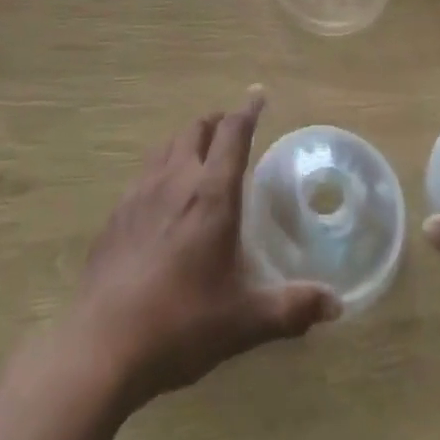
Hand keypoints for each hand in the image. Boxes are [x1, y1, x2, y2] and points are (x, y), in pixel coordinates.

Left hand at [63, 89, 338, 405]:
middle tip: (231, 130)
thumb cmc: (181, 324)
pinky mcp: (117, 211)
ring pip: (167, 145)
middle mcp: (176, 179)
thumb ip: (291, 308)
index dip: (247, 110)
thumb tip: (337, 304)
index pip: (232, 134)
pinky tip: (163, 197)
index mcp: (211, 194)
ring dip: (188, 140)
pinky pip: (145, 171)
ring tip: (199, 156)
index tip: (258, 94)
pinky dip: (163, 167)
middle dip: (217, 122)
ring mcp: (141, 192)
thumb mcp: (243, 321)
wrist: (102, 344)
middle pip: (196, 129)